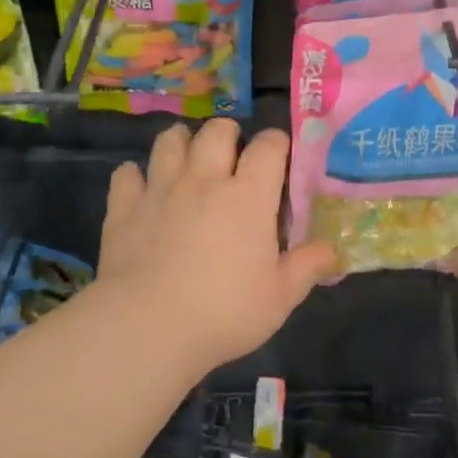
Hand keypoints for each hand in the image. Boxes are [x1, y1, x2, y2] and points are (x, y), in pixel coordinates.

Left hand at [93, 120, 335, 370]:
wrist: (148, 326)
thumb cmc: (224, 312)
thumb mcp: (280, 297)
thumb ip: (307, 267)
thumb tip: (333, 250)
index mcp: (248, 196)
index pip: (269, 146)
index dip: (276, 143)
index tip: (279, 156)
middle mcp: (204, 180)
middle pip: (216, 131)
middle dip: (227, 133)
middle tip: (231, 155)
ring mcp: (160, 189)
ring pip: (169, 140)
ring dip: (181, 142)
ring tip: (187, 158)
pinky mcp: (123, 207)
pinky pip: (126, 173)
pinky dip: (135, 176)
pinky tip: (142, 189)